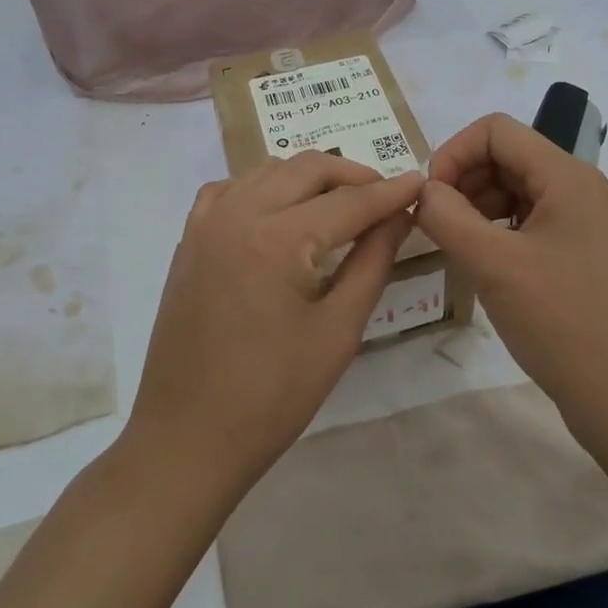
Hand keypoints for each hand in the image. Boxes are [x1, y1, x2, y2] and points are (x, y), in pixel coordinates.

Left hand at [128, 153, 422, 495]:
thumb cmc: (272, 396)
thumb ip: (372, 262)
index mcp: (277, 238)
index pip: (348, 201)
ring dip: (308, 178)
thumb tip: (398, 216)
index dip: (389, 192)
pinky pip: (230, 191)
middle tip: (384, 198)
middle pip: (306, 169)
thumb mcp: (338, 331)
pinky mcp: (189, 241)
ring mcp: (206, 224)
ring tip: (340, 205)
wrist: (187, 438)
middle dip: (352, 176)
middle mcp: (238, 213)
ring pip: (267, 172)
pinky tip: (278, 215)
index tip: (421, 182)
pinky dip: (263, 189)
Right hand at [416, 113, 607, 435]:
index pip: (496, 130)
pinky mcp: (590, 255)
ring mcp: (592, 223)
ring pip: (521, 191)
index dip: (453, 152)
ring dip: (481, 207)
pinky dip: (503, 232)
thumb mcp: (492, 264)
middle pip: (509, 157)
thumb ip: (447, 216)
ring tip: (459, 247)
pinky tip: (488, 264)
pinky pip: (536, 222)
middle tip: (438, 226)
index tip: (429, 197)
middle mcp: (585, 189)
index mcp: (568, 176)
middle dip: (465, 181)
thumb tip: (424, 191)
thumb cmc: (561, 322)